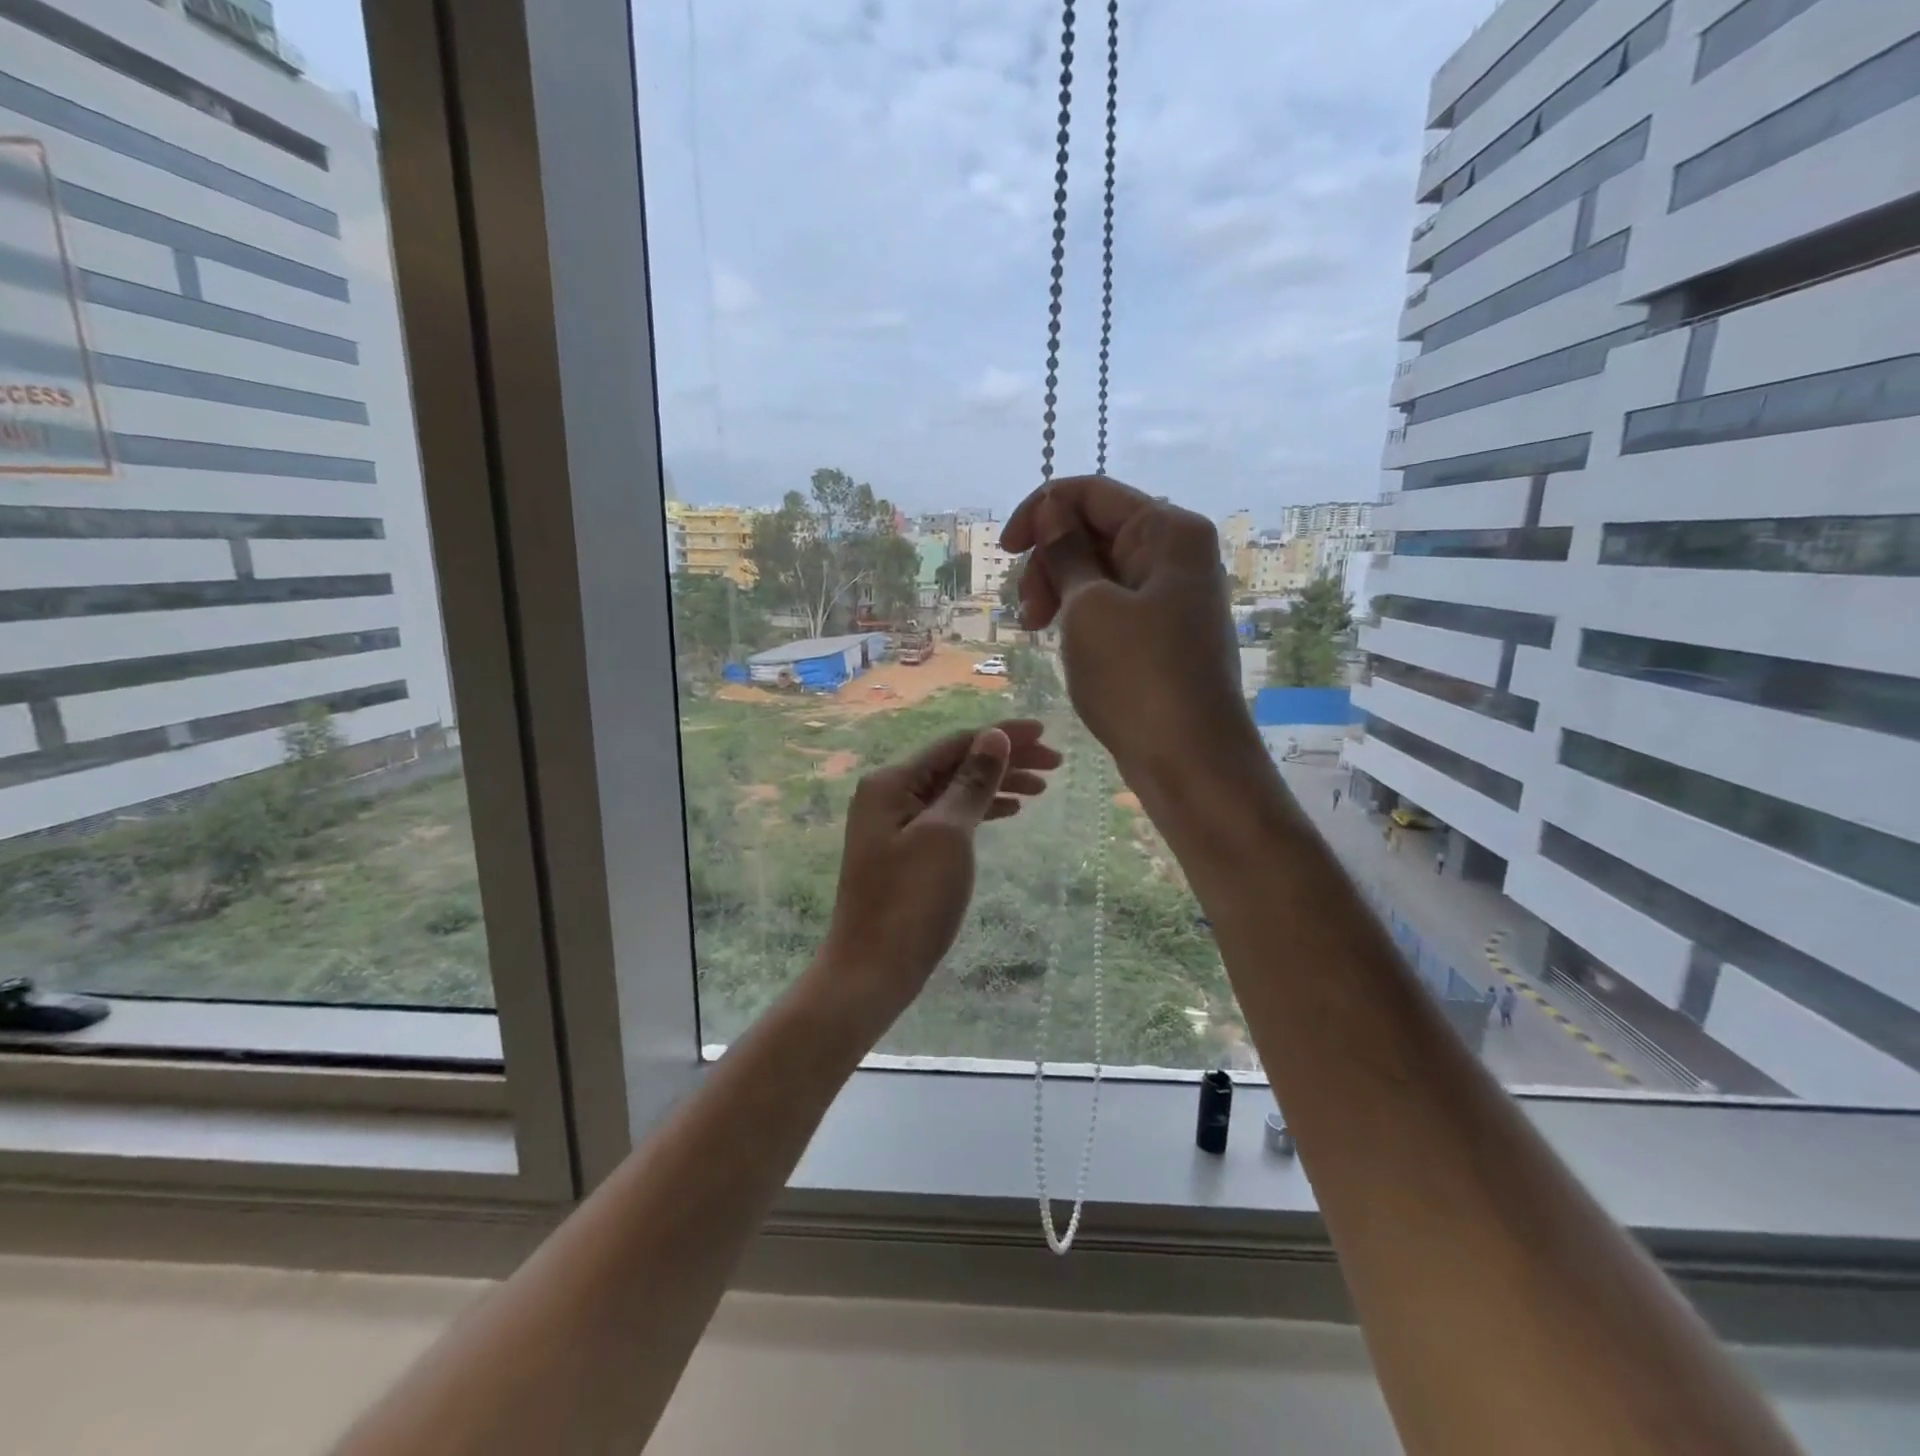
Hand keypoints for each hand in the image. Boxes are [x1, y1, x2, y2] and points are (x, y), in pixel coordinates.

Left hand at [815, 720, 1061, 1032]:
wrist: (872, 970)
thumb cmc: (911, 901)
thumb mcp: (948, 835)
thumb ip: (972, 782)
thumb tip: (993, 737)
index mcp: (892, 781)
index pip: (956, 743)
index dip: (1003, 735)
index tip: (1047, 734)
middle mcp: (890, 794)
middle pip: (956, 763)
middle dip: (1004, 760)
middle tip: (1055, 765)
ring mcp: (895, 823)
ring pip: (955, 790)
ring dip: (997, 784)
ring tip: (1041, 789)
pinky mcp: (905, 850)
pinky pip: (949, 816)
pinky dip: (980, 810)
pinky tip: (1008, 810)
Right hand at [1002, 476, 1255, 790]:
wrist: (1190, 760)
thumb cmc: (1137, 677)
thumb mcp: (1089, 608)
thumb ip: (1066, 552)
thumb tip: (1051, 508)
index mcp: (1168, 530)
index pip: (1091, 493)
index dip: (1040, 512)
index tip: (1006, 552)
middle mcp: (1176, 553)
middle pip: (1095, 531)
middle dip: (1050, 561)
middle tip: (1028, 613)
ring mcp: (1172, 595)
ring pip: (1099, 570)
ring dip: (1060, 590)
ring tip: (1037, 631)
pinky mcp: (1164, 632)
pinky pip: (1113, 604)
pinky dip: (1081, 615)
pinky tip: (1061, 640)